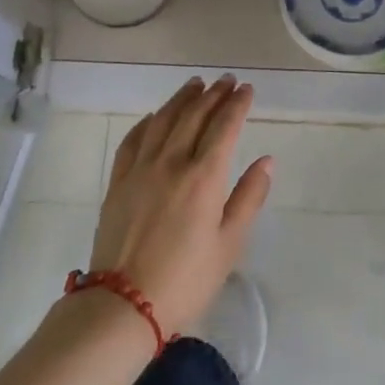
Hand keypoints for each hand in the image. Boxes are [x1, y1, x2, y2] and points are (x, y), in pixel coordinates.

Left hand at [86, 76, 273, 335]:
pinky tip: (154, 116)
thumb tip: (266, 161)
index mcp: (203, 177)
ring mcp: (140, 170)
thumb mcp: (230, 244)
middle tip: (226, 80)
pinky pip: (133, 140)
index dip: (237, 104)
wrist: (123, 304)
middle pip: (193, 117)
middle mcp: (171, 163)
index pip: (224, 127)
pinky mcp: (118, 183)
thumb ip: (249, 198)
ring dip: (181, 99)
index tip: (247, 89)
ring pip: (162, 121)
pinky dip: (147, 122)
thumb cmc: (186, 279)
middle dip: (213, 95)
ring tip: (195, 85)